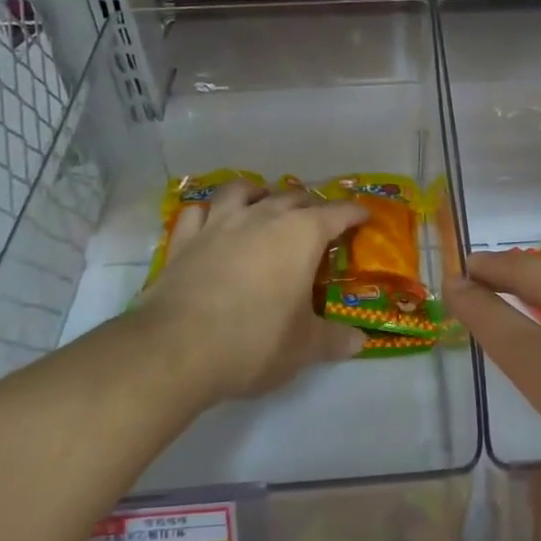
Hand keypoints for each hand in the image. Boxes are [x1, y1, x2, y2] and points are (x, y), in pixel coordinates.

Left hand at [129, 181, 367, 406]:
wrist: (177, 349)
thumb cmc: (254, 342)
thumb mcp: (304, 348)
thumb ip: (334, 340)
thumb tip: (359, 342)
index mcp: (301, 235)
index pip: (336, 214)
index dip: (353, 213)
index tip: (363, 215)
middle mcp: (262, 217)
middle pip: (292, 197)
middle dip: (310, 204)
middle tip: (318, 219)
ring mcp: (219, 225)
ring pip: (241, 191)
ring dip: (257, 192)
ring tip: (263, 200)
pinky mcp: (184, 241)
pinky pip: (198, 213)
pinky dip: (209, 212)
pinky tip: (211, 221)